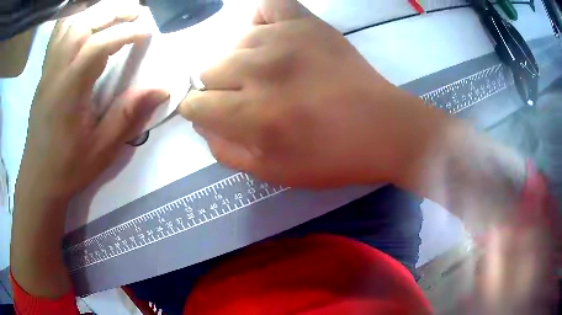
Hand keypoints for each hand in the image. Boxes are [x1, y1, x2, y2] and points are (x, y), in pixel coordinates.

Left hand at [16, 2, 168, 203]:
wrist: (38, 178)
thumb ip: (128, 115)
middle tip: (137, 12)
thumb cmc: (68, 167)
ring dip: (94, 12)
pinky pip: (57, 35)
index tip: (147, 32)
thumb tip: (161, 89)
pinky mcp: (44, 73)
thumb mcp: (102, 149)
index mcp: (69, 90)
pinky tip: (86, 21)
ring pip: (69, 25)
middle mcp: (56, 72)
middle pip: (82, 25)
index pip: (98, 46)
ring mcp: (47, 70)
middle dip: (112, 12)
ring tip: (114, 12)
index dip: (126, 33)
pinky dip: (74, 20)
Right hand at [179, 0, 445, 187]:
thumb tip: (201, 123)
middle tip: (249, 99)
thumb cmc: (330, 157)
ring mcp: (284, 39)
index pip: (194, 105)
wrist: (384, 129)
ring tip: (270, 74)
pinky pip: (270, 5)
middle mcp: (260, 71)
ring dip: (242, 62)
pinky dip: (263, 19)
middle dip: (219, 89)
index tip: (215, 114)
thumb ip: (225, 150)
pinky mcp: (307, 23)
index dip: (199, 112)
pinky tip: (272, 38)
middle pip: (208, 71)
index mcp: (252, 116)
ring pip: (233, 44)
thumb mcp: (271, 173)